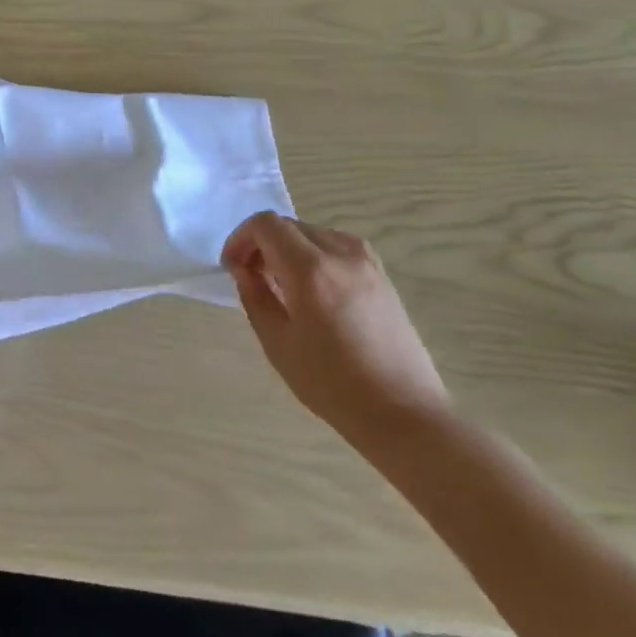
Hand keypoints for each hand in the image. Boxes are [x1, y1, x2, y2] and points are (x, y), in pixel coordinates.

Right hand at [221, 212, 449, 447]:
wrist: (402, 412)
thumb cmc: (331, 384)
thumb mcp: (278, 343)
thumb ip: (255, 296)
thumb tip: (243, 269)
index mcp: (311, 268)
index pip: (266, 224)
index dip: (241, 238)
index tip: (233, 267)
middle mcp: (341, 252)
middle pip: (289, 225)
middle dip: (262, 244)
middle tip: (251, 278)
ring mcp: (367, 261)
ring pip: (313, 234)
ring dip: (288, 249)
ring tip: (281, 287)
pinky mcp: (382, 274)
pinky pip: (336, 247)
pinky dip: (314, 256)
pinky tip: (313, 292)